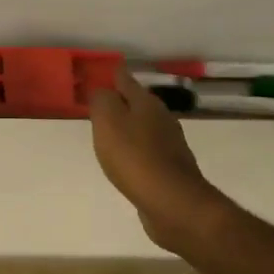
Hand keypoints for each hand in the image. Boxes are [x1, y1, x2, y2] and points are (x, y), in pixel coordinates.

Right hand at [89, 66, 227, 252]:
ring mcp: (170, 144)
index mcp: (146, 103)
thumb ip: (102, 101)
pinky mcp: (171, 169)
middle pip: (138, 103)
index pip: (126, 80)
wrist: (171, 202)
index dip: (113, 74)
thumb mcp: (108, 122)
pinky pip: (148, 151)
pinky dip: (136, 149)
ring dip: (130, 126)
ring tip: (111, 131)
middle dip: (121, 101)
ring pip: (145, 126)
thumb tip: (101, 90)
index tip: (102, 71)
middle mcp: (162, 118)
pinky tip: (128, 159)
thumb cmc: (134, 157)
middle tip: (102, 103)